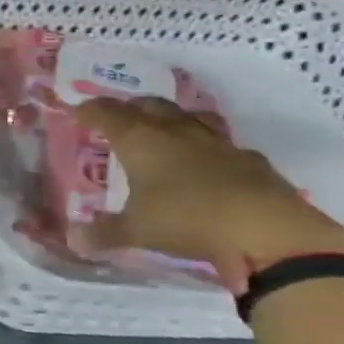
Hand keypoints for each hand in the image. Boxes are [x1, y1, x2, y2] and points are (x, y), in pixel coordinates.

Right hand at [75, 97, 343, 291]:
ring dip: (170, 120)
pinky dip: (206, 148)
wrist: (269, 231)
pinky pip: (221, 143)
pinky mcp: (250, 159)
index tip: (78, 114)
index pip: (107, 113)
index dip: (89, 111)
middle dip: (129, 108)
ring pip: (188, 116)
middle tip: (118, 119)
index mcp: (140, 140)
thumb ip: (104, 233)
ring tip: (162, 133)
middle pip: (148, 105)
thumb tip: (73, 239)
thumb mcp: (137, 231)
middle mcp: (175, 131)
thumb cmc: (187, 220)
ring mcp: (216, 142)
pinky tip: (207, 165)